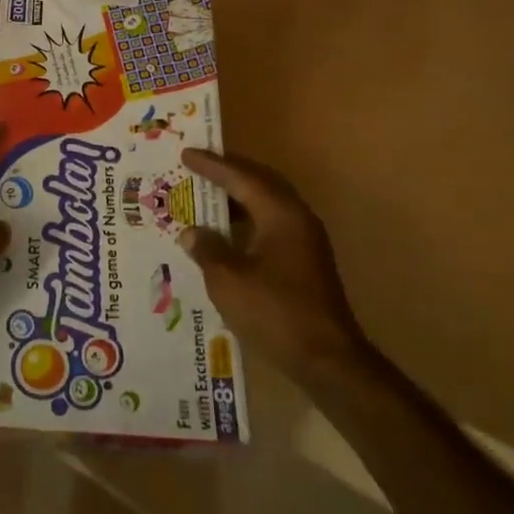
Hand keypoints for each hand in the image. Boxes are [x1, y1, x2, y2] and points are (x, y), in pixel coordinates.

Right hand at [178, 148, 366, 371]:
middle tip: (199, 166)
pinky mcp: (306, 262)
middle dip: (229, 173)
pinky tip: (227, 234)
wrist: (327, 359)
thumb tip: (191, 232)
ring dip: (238, 197)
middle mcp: (297, 219)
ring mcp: (306, 241)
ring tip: (207, 196)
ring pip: (268, 204)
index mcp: (280, 214)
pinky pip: (272, 224)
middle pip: (261, 183)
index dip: (212, 166)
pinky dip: (247, 220)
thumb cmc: (274, 312)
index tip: (186, 154)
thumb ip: (207, 249)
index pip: (241, 177)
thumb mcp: (228, 280)